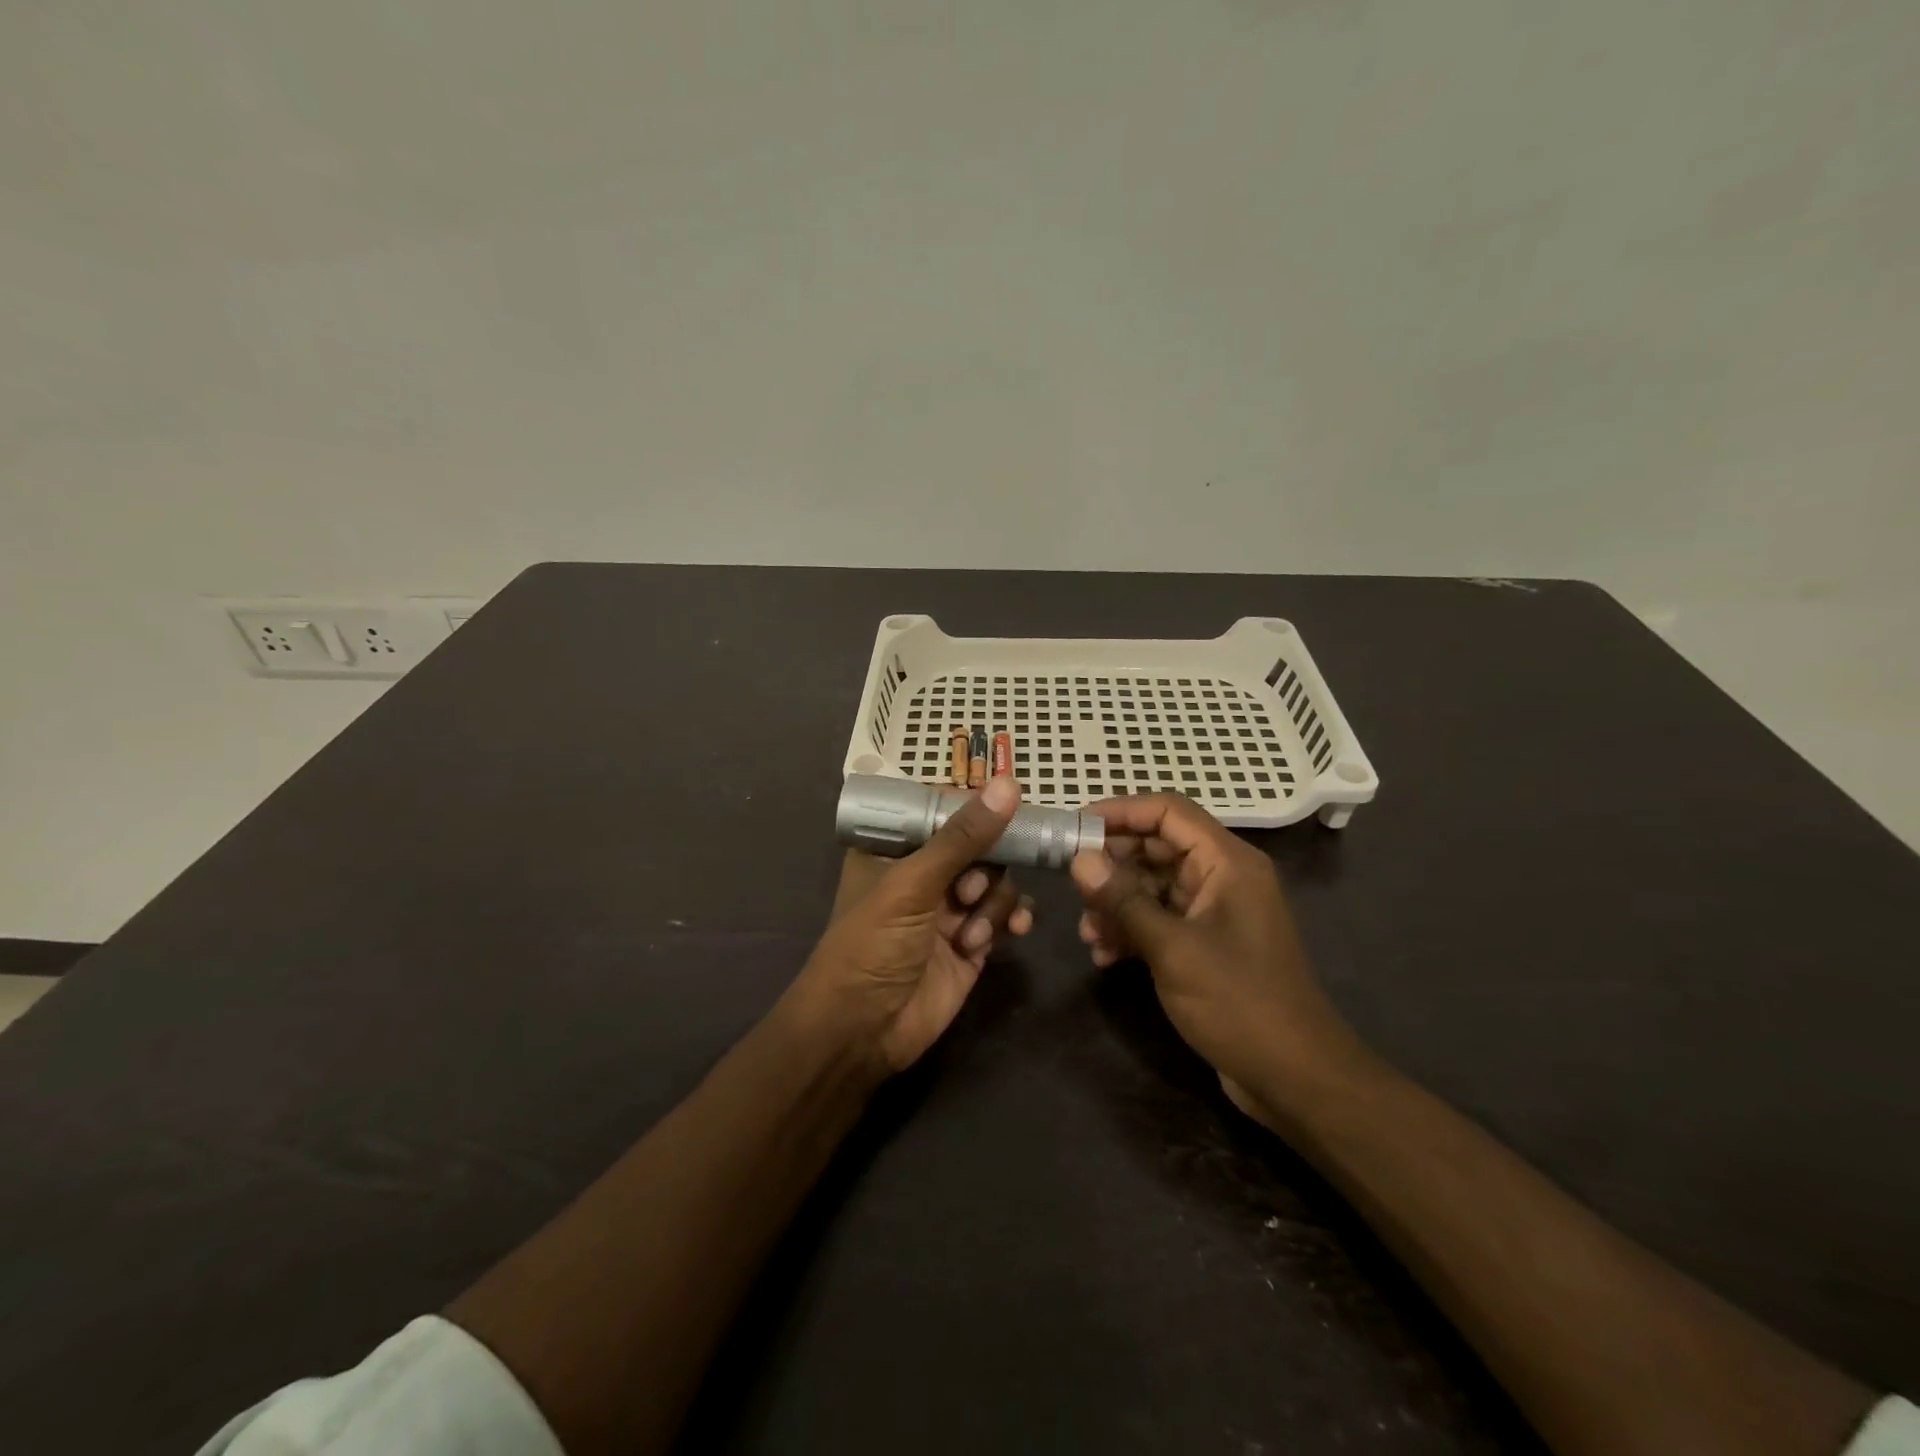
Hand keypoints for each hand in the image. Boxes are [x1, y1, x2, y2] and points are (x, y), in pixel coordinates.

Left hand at [785, 775, 1034, 1077]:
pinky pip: (1007, 914)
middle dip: (985, 866)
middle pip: (979, 844)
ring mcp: (950, 907)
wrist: (862, 1033)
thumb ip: (962, 838)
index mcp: (896, 848)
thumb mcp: (912, 885)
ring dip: (994, 902)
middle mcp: (924, 872)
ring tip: (971, 933)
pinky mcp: (973, 941)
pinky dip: (1013, 919)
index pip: (942, 809)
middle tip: (967, 893)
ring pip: (997, 879)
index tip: (1009, 803)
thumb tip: (1008, 785)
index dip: (974, 806)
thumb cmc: (871, 946)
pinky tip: (1014, 931)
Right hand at [1069, 793, 1368, 1128]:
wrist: (1295, 1077)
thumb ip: (1124, 900)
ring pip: (1154, 886)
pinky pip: (1161, 919)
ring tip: (1088, 934)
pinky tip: (1105, 955)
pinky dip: (1132, 930)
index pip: (1168, 812)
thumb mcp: (1173, 948)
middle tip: (1074, 886)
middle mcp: (1223, 877)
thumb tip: (1080, 858)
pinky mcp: (1207, 944)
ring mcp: (1215, 912)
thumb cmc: (1238, 1001)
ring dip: (1117, 904)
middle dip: (1113, 866)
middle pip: (1157, 848)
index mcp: (1227, 862)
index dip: (1121, 811)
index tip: (1075, 827)